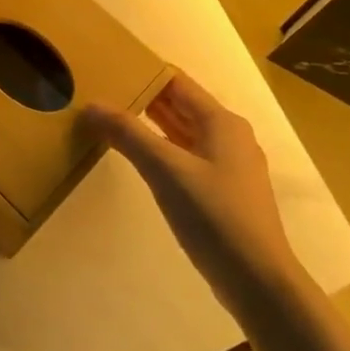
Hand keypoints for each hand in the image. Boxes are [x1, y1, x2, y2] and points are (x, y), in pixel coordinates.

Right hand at [83, 73, 305, 319]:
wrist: (258, 281)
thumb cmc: (214, 216)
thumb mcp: (165, 170)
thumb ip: (128, 135)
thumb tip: (91, 105)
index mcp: (221, 122)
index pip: (177, 83)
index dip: (145, 73)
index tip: (109, 68)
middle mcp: (229, 136)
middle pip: (181, 106)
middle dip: (144, 99)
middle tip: (103, 93)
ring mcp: (229, 166)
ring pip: (184, 133)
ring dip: (152, 126)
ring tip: (113, 120)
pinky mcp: (224, 193)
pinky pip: (188, 158)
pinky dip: (163, 151)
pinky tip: (140, 159)